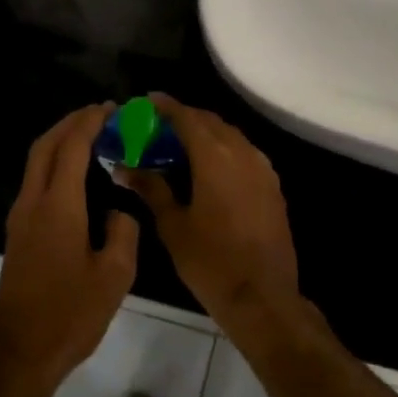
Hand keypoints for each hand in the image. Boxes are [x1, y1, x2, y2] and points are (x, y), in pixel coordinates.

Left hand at [0, 104, 139, 392]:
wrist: (20, 354)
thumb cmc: (70, 315)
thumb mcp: (115, 275)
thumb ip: (123, 231)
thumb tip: (119, 209)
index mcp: (57, 207)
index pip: (71, 148)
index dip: (89, 123)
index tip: (111, 108)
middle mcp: (32, 204)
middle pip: (45, 146)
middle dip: (70, 123)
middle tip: (99, 114)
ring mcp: (19, 219)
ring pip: (35, 163)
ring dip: (60, 142)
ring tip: (91, 136)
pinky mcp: (18, 234)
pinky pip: (35, 182)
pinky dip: (54, 164)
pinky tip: (76, 175)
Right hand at [118, 96, 302, 334]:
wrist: (262, 296)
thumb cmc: (210, 261)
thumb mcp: (173, 224)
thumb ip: (151, 188)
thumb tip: (124, 167)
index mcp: (215, 156)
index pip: (187, 117)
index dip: (166, 106)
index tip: (147, 101)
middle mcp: (242, 152)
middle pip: (211, 122)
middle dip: (185, 118)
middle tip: (158, 126)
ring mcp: (262, 169)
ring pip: (231, 136)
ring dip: (206, 133)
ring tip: (180, 145)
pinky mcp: (273, 186)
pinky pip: (245, 154)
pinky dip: (224, 150)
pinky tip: (209, 168)